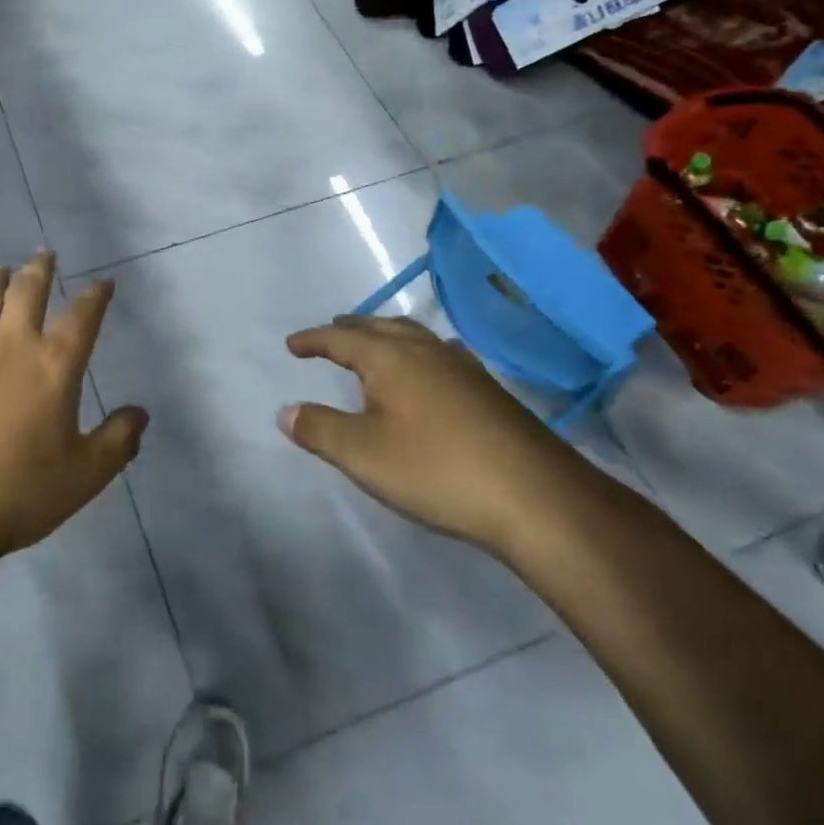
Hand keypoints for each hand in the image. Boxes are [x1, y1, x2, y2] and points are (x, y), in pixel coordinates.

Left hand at [0, 253, 145, 603]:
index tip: (103, 282)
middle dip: (40, 270)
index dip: (95, 296)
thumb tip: (141, 413)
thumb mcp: (84, 476)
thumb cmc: (18, 493)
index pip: (83, 318)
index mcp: (55, 366)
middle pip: (29, 294)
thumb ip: (118, 441)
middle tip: (44, 253)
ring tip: (0, 267)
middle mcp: (13, 345)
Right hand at [280, 315, 584, 553]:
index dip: (314, 339)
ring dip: (386, 336)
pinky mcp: (489, 391)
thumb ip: (319, 429)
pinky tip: (429, 372)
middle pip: (380, 327)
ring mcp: (462, 368)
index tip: (292, 344)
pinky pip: (440, 355)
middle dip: (350, 329)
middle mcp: (425, 351)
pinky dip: (418, 353)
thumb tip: (286, 411)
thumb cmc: (437, 469)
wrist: (537, 497)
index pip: (341, 337)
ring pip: (414, 337)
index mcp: (390, 358)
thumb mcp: (363, 454)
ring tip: (374, 346)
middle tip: (331, 333)